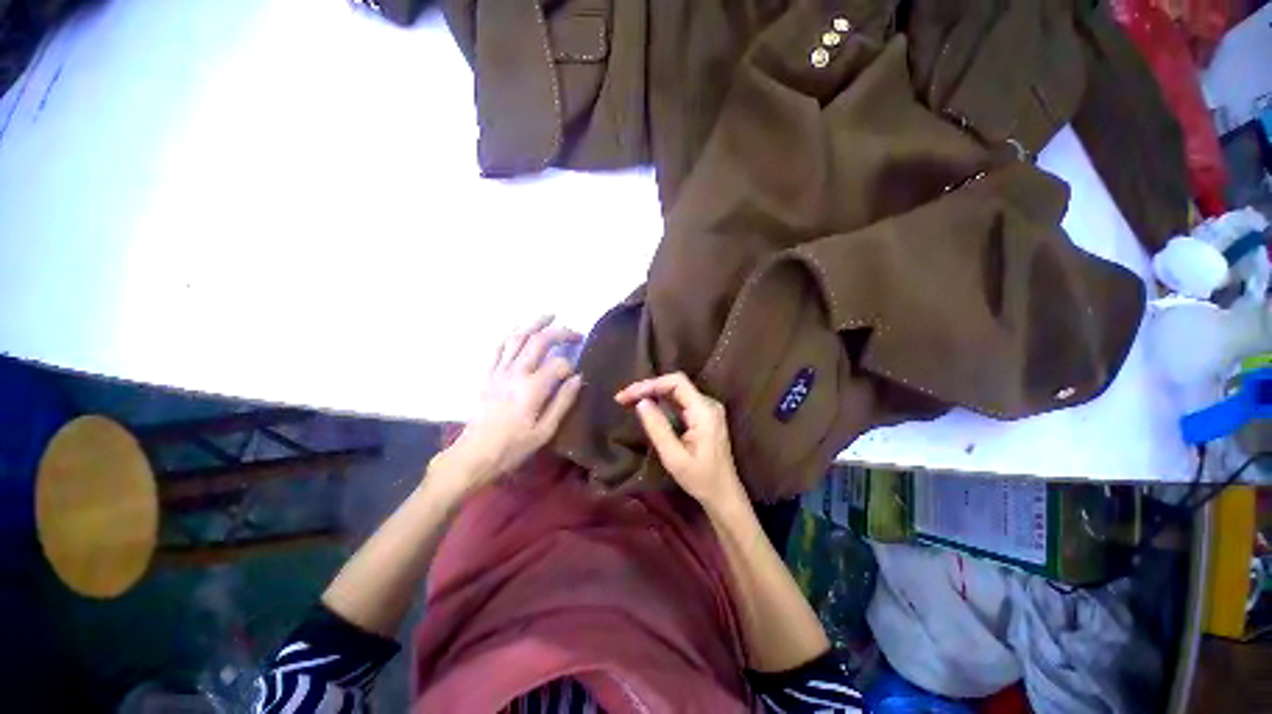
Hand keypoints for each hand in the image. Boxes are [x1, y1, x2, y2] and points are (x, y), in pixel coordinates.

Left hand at [445, 317, 582, 489]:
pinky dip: (510, 335)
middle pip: (539, 341)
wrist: (473, 456)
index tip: (576, 376)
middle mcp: (515, 373)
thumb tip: (577, 378)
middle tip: (575, 333)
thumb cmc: (513, 448)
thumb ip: (563, 402)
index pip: (559, 365)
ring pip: (517, 338)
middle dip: (560, 332)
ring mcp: (498, 371)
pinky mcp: (487, 375)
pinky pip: (497, 348)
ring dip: (534, 323)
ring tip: (549, 315)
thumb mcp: (545, 432)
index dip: (571, 366)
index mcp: (532, 389)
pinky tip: (520, 330)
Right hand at [615, 372, 744, 508]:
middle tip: (622, 398)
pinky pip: (679, 401)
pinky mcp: (703, 415)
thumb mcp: (674, 457)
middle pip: (675, 384)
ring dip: (652, 393)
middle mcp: (708, 404)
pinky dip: (661, 402)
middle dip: (647, 388)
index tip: (627, 396)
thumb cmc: (700, 479)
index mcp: (704, 411)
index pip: (676, 383)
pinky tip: (646, 407)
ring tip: (629, 401)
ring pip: (676, 391)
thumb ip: (658, 428)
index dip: (650, 384)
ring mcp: (707, 409)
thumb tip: (641, 403)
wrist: (724, 494)